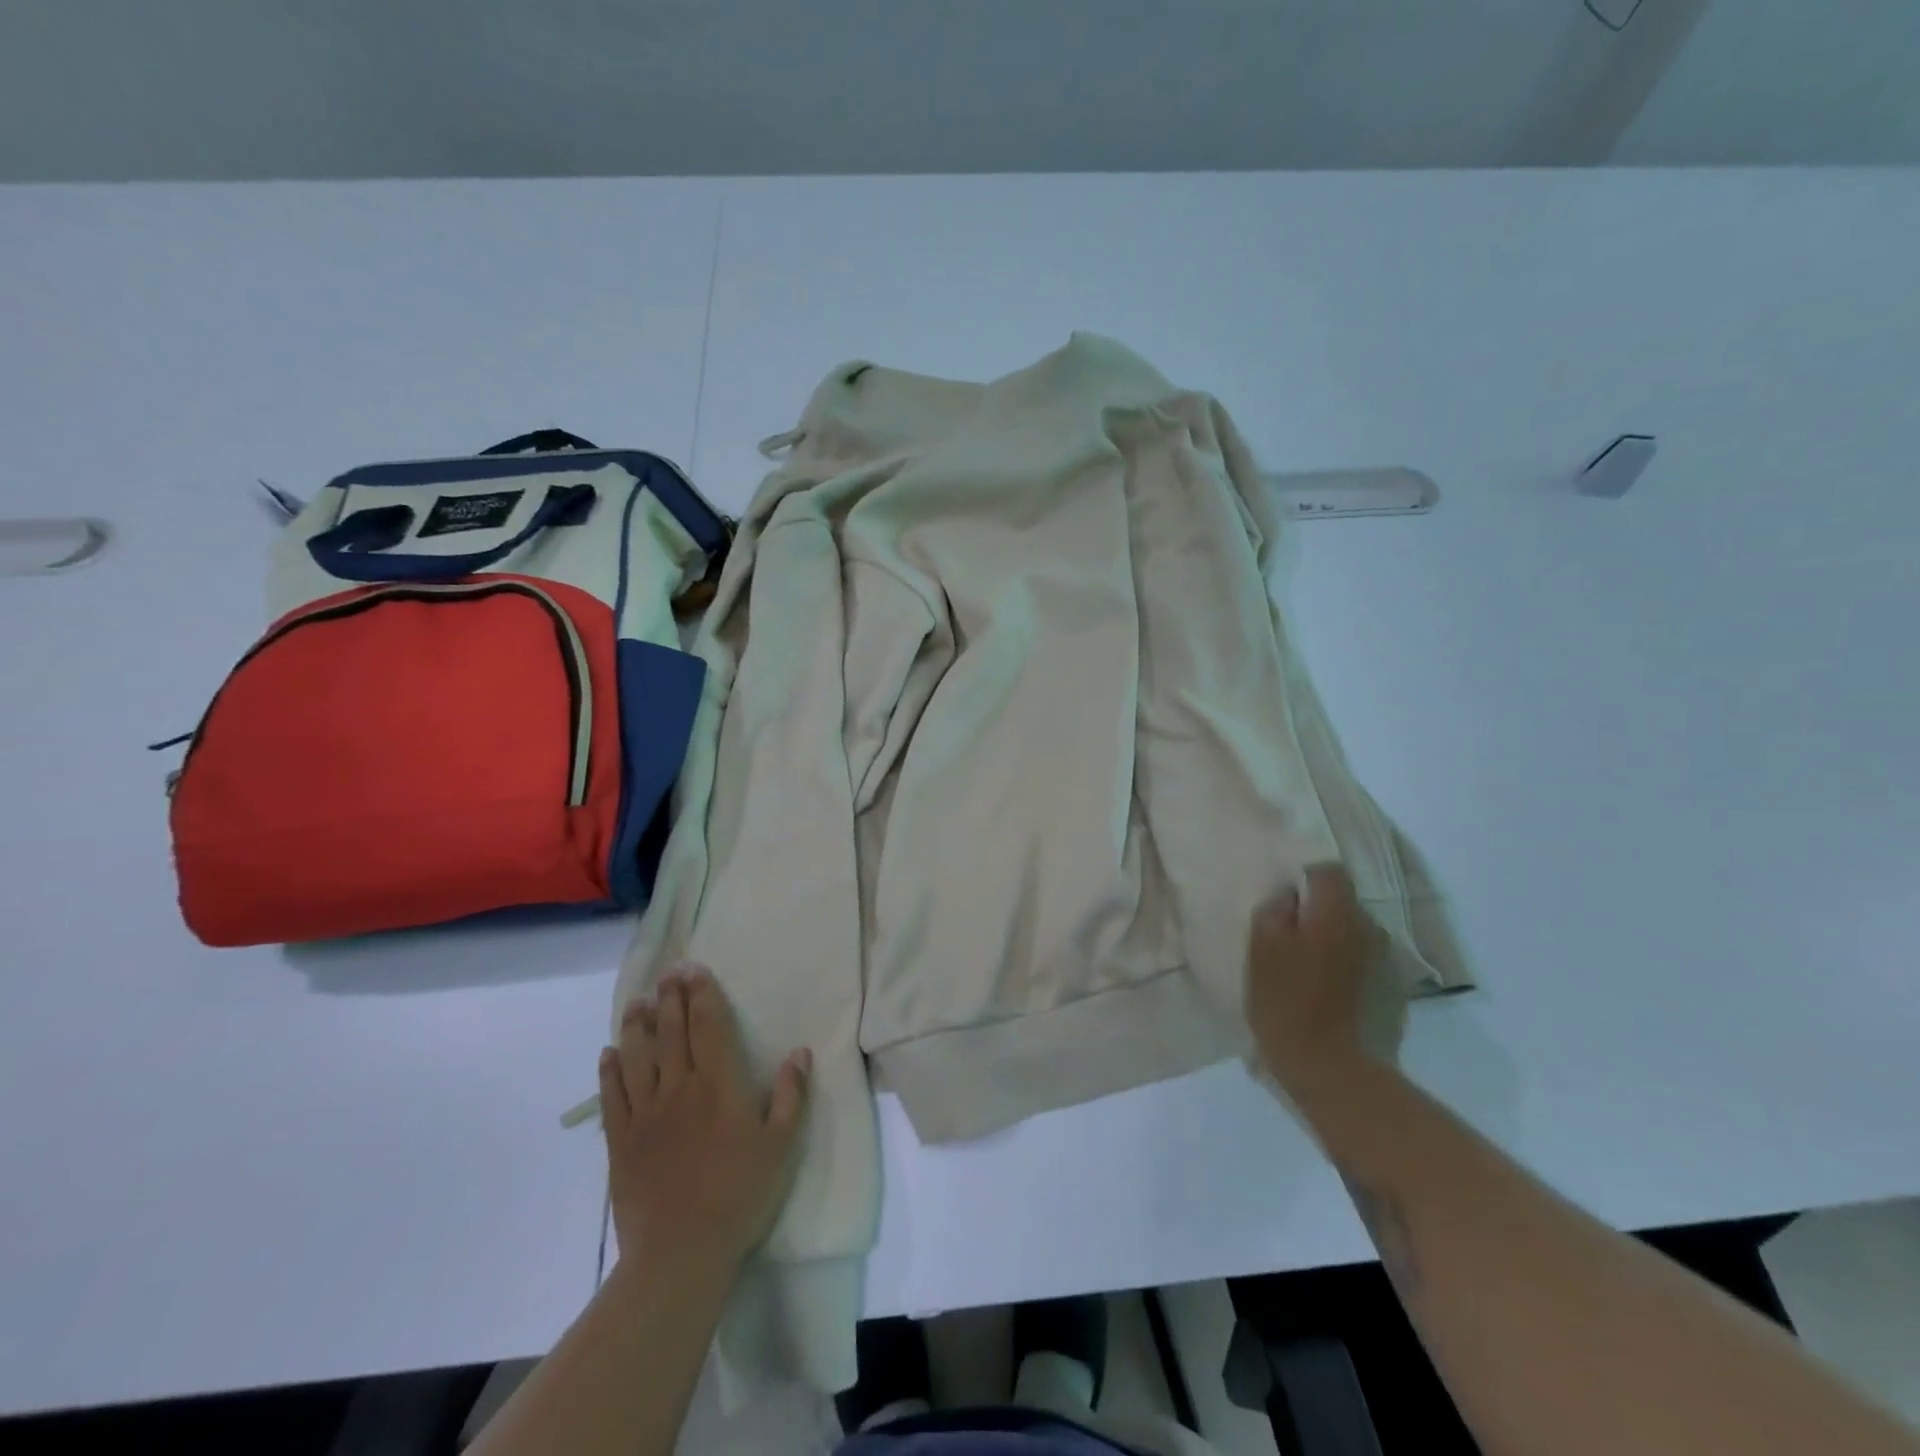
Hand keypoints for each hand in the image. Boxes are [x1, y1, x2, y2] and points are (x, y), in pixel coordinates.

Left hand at [599, 967, 809, 1277]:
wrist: (681, 1253)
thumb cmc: (740, 1195)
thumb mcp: (781, 1146)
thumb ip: (791, 1095)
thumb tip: (800, 1051)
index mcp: (720, 1084)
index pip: (709, 1026)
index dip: (702, 994)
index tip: (695, 970)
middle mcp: (680, 1087)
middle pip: (672, 1032)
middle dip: (670, 998)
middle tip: (667, 972)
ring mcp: (646, 1113)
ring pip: (638, 1056)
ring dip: (637, 1025)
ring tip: (637, 1001)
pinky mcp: (622, 1141)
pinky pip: (612, 1097)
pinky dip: (610, 1071)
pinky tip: (609, 1054)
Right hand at [1246, 863, 1394, 1103]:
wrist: (1329, 1067)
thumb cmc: (1286, 1000)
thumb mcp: (1261, 947)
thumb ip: (1275, 909)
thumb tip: (1289, 896)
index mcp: (1337, 913)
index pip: (1327, 871)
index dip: (1304, 877)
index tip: (1284, 898)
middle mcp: (1369, 928)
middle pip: (1342, 901)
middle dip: (1317, 910)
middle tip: (1287, 933)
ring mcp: (1384, 960)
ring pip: (1352, 931)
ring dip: (1331, 938)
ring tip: (1305, 963)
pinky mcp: (1390, 989)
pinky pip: (1362, 960)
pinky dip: (1344, 964)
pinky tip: (1325, 988)